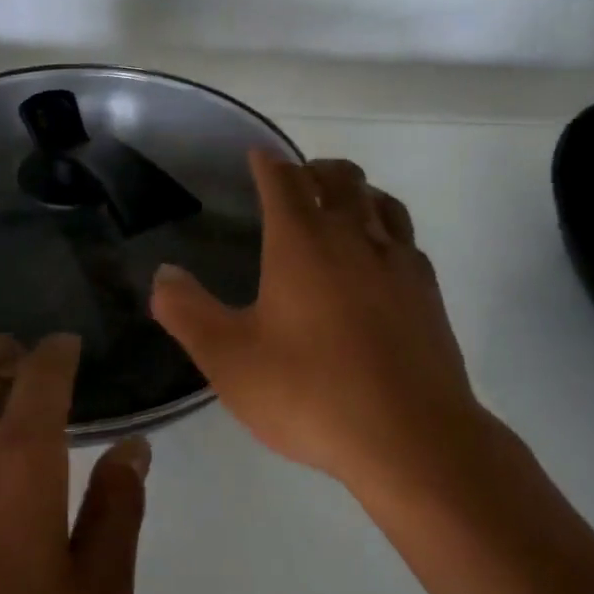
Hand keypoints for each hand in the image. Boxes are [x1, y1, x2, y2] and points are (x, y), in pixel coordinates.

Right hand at [150, 151, 491, 496]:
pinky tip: (379, 256)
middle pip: (339, 177)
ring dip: (355, 191)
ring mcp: (398, 261)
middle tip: (294, 181)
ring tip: (339, 205)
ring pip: (379, 200)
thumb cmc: (311, 393)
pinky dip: (385, 228)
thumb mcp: (229, 360)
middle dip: (313, 169)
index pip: (283, 179)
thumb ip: (188, 312)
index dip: (266, 162)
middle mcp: (353, 236)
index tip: (256, 156)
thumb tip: (164, 274)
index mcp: (302, 242)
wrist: (411, 437)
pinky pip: (405, 237)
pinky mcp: (428, 290)